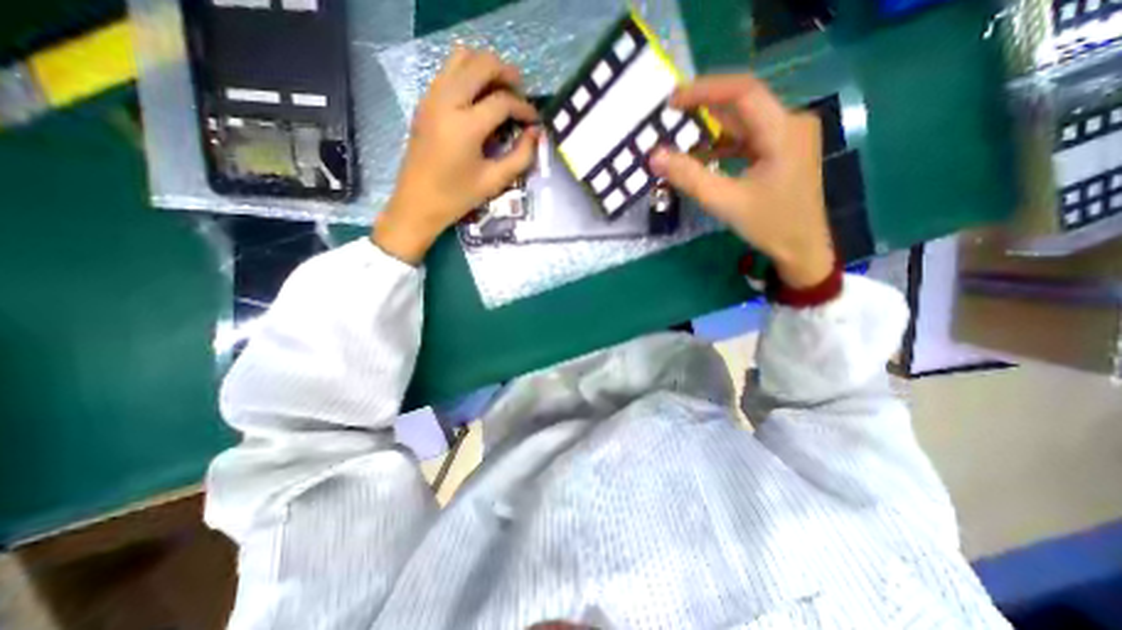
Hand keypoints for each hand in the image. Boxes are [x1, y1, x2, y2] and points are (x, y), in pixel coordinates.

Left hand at [371, 48, 540, 262]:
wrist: (417, 203)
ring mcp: (431, 98)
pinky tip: (479, 98)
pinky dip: (468, 74)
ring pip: (461, 58)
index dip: (524, 108)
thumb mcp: (494, 181)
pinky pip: (448, 71)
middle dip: (506, 74)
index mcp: (465, 126)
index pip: (502, 101)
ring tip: (501, 90)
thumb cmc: (457, 197)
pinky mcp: (424, 102)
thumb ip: (520, 156)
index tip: (535, 120)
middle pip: (481, 64)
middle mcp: (446, 101)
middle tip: (521, 93)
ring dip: (485, 68)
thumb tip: (536, 133)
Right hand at [648, 73, 831, 288]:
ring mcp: (788, 136)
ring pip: (743, 122)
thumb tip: (654, 157)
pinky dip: (722, 144)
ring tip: (679, 135)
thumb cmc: (769, 225)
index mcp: (783, 131)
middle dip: (704, 108)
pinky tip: (701, 155)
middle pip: (742, 104)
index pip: (743, 92)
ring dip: (711, 128)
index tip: (672, 102)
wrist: (801, 247)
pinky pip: (747, 138)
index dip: (705, 90)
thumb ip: (689, 177)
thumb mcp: (724, 202)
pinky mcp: (781, 149)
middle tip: (670, 117)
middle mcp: (791, 123)